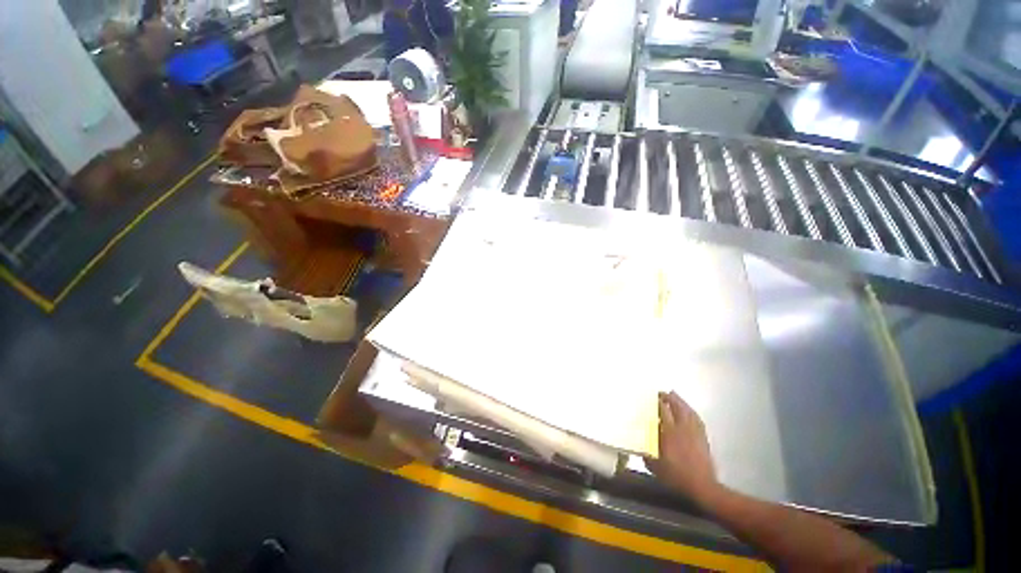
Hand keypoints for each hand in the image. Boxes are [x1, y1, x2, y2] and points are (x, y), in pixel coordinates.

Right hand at [646, 391, 719, 501]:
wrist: (702, 486)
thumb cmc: (677, 476)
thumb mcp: (656, 467)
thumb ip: (647, 455)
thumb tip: (639, 447)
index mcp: (670, 432)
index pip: (664, 411)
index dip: (658, 402)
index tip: (652, 396)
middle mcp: (682, 428)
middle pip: (677, 407)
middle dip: (670, 398)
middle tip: (662, 393)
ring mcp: (694, 432)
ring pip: (688, 411)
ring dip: (681, 402)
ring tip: (674, 396)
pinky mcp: (703, 438)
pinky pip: (697, 419)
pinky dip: (692, 411)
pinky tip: (689, 411)